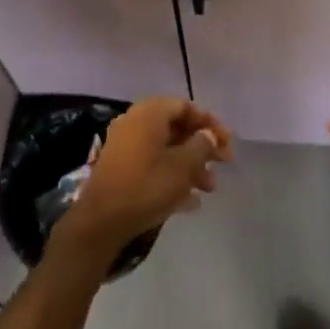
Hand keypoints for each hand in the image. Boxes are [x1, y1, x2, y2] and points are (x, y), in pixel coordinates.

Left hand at [51, 98, 232, 267]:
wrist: (101, 221)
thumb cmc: (147, 186)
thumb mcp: (183, 167)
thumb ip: (202, 146)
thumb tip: (208, 135)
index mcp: (150, 113)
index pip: (186, 106)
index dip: (210, 123)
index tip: (227, 143)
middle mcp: (135, 121)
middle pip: (177, 127)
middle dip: (202, 147)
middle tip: (223, 165)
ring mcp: (125, 144)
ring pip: (166, 148)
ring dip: (190, 164)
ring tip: (209, 189)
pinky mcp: (120, 167)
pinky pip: (153, 163)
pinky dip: (172, 175)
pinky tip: (190, 202)